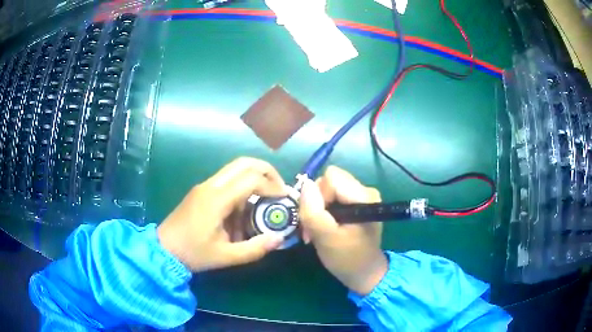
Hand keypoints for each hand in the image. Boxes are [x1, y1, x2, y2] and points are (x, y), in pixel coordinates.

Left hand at [157, 157, 286, 271]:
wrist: (164, 249)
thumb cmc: (193, 253)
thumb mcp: (226, 256)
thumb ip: (254, 249)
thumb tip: (279, 238)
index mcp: (216, 199)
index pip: (251, 179)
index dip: (272, 186)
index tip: (284, 199)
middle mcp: (211, 185)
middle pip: (244, 163)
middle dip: (267, 171)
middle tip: (279, 188)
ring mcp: (204, 186)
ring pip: (235, 169)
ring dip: (254, 179)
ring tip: (264, 201)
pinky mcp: (201, 191)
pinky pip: (227, 180)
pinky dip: (242, 188)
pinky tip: (244, 210)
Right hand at [299, 166, 388, 294]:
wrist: (365, 274)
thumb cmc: (347, 259)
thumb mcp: (325, 238)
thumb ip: (313, 211)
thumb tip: (305, 184)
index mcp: (364, 196)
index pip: (330, 178)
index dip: (318, 195)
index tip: (317, 220)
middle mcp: (365, 190)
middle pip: (329, 181)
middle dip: (316, 202)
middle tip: (314, 227)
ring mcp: (362, 197)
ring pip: (328, 189)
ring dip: (318, 209)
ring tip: (319, 230)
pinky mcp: (357, 204)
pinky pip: (333, 197)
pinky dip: (324, 212)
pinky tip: (326, 228)